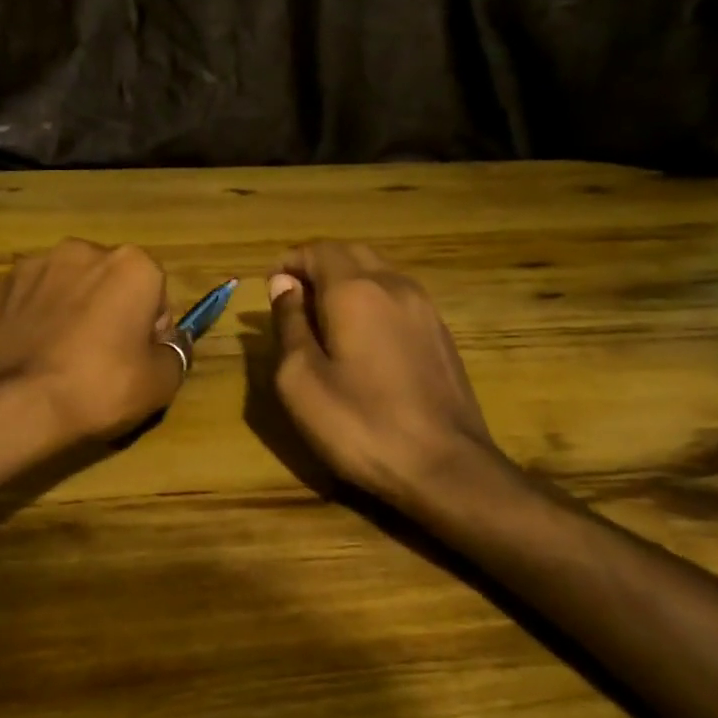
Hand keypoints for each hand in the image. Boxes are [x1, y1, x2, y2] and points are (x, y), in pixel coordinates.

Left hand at [0, 239, 182, 443]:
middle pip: (109, 284)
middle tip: (101, 363)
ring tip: (59, 362)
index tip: (137, 362)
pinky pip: (27, 303)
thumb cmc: (98, 388)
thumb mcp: (160, 383)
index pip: (155, 295)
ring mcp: (32, 266)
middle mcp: (81, 251)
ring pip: (66, 289)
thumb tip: (171, 342)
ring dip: (69, 313)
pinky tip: (29, 358)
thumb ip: (175, 353)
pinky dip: (32, 322)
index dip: (150, 331)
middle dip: (109, 312)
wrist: (11, 405)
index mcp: (131, 264)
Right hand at [268, 242, 498, 509]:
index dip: (290, 262)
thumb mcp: (301, 380)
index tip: (271, 286)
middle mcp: (394, 285)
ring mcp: (425, 308)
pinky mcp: (440, 333)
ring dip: (347, 281)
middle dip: (318, 266)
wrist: (446, 466)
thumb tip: (284, 285)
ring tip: (324, 318)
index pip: (318, 250)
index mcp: (355, 291)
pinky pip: (398, 297)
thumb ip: (289, 324)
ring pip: (379, 272)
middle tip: (294, 299)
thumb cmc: (361, 425)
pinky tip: (362, 338)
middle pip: (351, 254)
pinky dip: (372, 300)